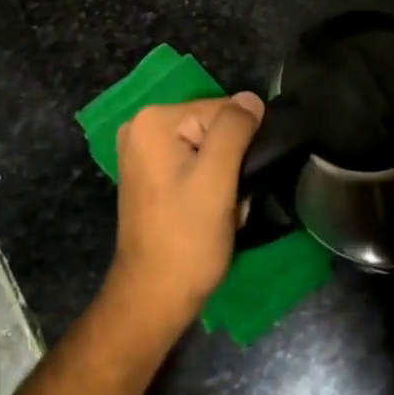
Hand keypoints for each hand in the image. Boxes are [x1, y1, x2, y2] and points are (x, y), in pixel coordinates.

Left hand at [108, 92, 265, 328]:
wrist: (154, 297)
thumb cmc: (187, 238)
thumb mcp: (217, 179)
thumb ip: (234, 130)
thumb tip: (251, 98)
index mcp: (154, 120)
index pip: (222, 110)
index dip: (241, 144)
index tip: (238, 181)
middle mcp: (142, 126)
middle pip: (214, 126)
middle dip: (232, 161)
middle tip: (231, 199)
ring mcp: (143, 151)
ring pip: (209, 148)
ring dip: (224, 176)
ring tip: (221, 209)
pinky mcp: (151, 174)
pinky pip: (195, 163)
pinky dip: (209, 184)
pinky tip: (208, 210)